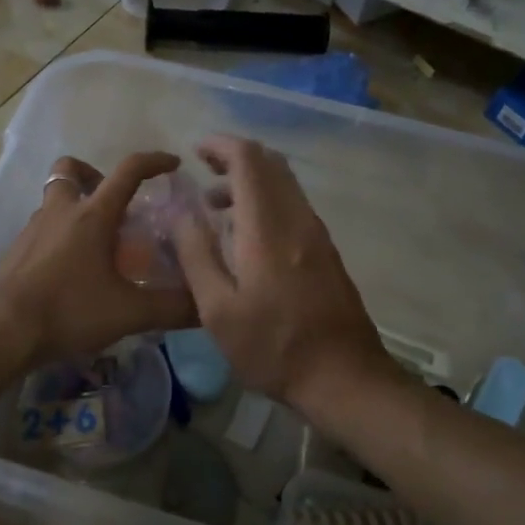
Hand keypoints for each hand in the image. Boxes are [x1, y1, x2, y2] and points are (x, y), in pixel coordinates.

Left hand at [0, 152, 197, 373]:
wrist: (0, 332)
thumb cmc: (68, 310)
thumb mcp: (128, 313)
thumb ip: (172, 308)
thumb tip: (208, 306)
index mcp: (92, 215)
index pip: (128, 170)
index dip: (154, 161)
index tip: (173, 164)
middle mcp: (61, 211)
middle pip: (71, 170)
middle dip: (95, 176)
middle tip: (115, 205)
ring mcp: (33, 228)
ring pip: (55, 199)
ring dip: (77, 207)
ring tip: (97, 244)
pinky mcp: (16, 250)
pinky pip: (43, 227)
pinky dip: (60, 235)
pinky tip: (71, 270)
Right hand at [169, 135, 389, 409]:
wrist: (345, 378)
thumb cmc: (273, 347)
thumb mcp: (217, 310)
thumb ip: (196, 255)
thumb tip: (180, 213)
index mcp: (268, 227)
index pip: (248, 160)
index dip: (221, 146)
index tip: (195, 152)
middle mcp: (297, 219)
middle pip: (270, 164)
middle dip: (235, 157)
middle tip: (203, 172)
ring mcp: (317, 234)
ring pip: (284, 184)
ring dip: (250, 181)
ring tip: (215, 207)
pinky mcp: (326, 250)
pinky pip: (293, 205)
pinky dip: (266, 201)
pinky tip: (246, 235)